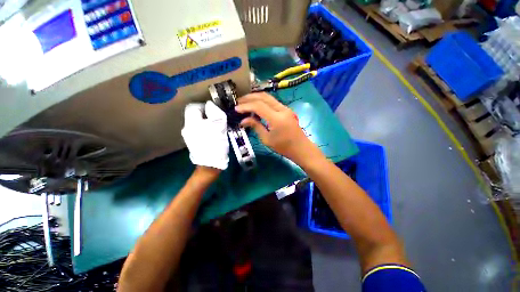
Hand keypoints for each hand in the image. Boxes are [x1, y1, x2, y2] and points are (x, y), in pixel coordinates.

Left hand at [181, 101, 228, 169]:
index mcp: (192, 122)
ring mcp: (188, 136)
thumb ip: (215, 112)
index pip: (193, 106)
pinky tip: (212, 135)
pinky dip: (204, 129)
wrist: (210, 163)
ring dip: (206, 122)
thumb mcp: (219, 125)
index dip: (204, 106)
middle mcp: (187, 127)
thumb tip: (211, 105)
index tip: (214, 111)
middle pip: (194, 115)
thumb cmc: (216, 143)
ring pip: (196, 123)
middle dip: (206, 115)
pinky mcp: (192, 142)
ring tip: (216, 128)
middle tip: (217, 120)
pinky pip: (197, 130)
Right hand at [235, 93, 322, 165]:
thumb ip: (255, 126)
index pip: (258, 106)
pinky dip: (262, 102)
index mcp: (276, 119)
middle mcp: (282, 109)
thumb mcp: (267, 139)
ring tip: (245, 102)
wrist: (301, 148)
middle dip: (249, 97)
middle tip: (239, 102)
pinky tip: (256, 107)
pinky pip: (272, 102)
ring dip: (256, 98)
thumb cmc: (283, 147)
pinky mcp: (286, 110)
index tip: (236, 109)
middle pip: (263, 97)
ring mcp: (286, 108)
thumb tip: (243, 120)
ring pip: (268, 97)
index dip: (246, 106)